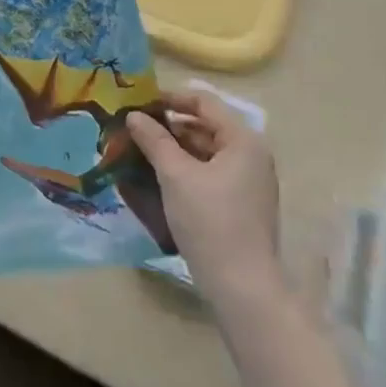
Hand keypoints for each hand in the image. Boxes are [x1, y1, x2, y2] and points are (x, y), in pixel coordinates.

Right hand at [128, 89, 286, 309]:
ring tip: (141, 150)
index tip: (139, 103)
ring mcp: (249, 181)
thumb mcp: (175, 176)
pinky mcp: (242, 203)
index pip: (204, 101)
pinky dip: (186, 168)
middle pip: (206, 125)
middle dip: (169, 124)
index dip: (170, 97)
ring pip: (206, 150)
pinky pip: (210, 172)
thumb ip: (154, 140)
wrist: (243, 289)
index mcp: (243, 140)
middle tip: (135, 128)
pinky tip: (159, 176)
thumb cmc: (210, 222)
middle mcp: (251, 155)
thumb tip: (134, 115)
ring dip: (175, 147)